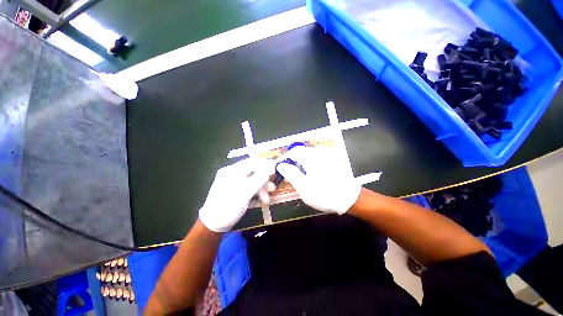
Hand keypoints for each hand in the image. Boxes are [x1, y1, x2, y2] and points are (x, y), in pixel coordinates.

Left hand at [199, 158, 275, 231]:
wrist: (213, 225)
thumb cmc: (227, 208)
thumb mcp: (245, 193)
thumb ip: (259, 179)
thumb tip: (271, 168)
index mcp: (231, 171)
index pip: (251, 162)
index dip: (265, 164)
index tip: (276, 168)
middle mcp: (232, 174)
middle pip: (253, 172)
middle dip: (264, 180)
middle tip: (273, 187)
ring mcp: (233, 182)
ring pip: (252, 180)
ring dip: (261, 188)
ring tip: (267, 199)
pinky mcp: (235, 190)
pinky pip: (248, 187)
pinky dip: (255, 192)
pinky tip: (261, 200)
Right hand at [276, 146, 360, 213]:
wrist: (351, 199)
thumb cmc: (325, 195)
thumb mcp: (304, 188)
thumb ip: (292, 174)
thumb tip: (281, 165)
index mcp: (311, 158)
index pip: (294, 151)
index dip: (285, 158)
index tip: (280, 167)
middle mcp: (319, 153)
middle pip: (301, 151)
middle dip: (293, 159)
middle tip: (289, 172)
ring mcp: (327, 156)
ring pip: (309, 154)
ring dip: (301, 161)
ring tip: (299, 174)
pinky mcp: (332, 160)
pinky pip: (316, 157)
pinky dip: (309, 162)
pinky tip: (311, 173)